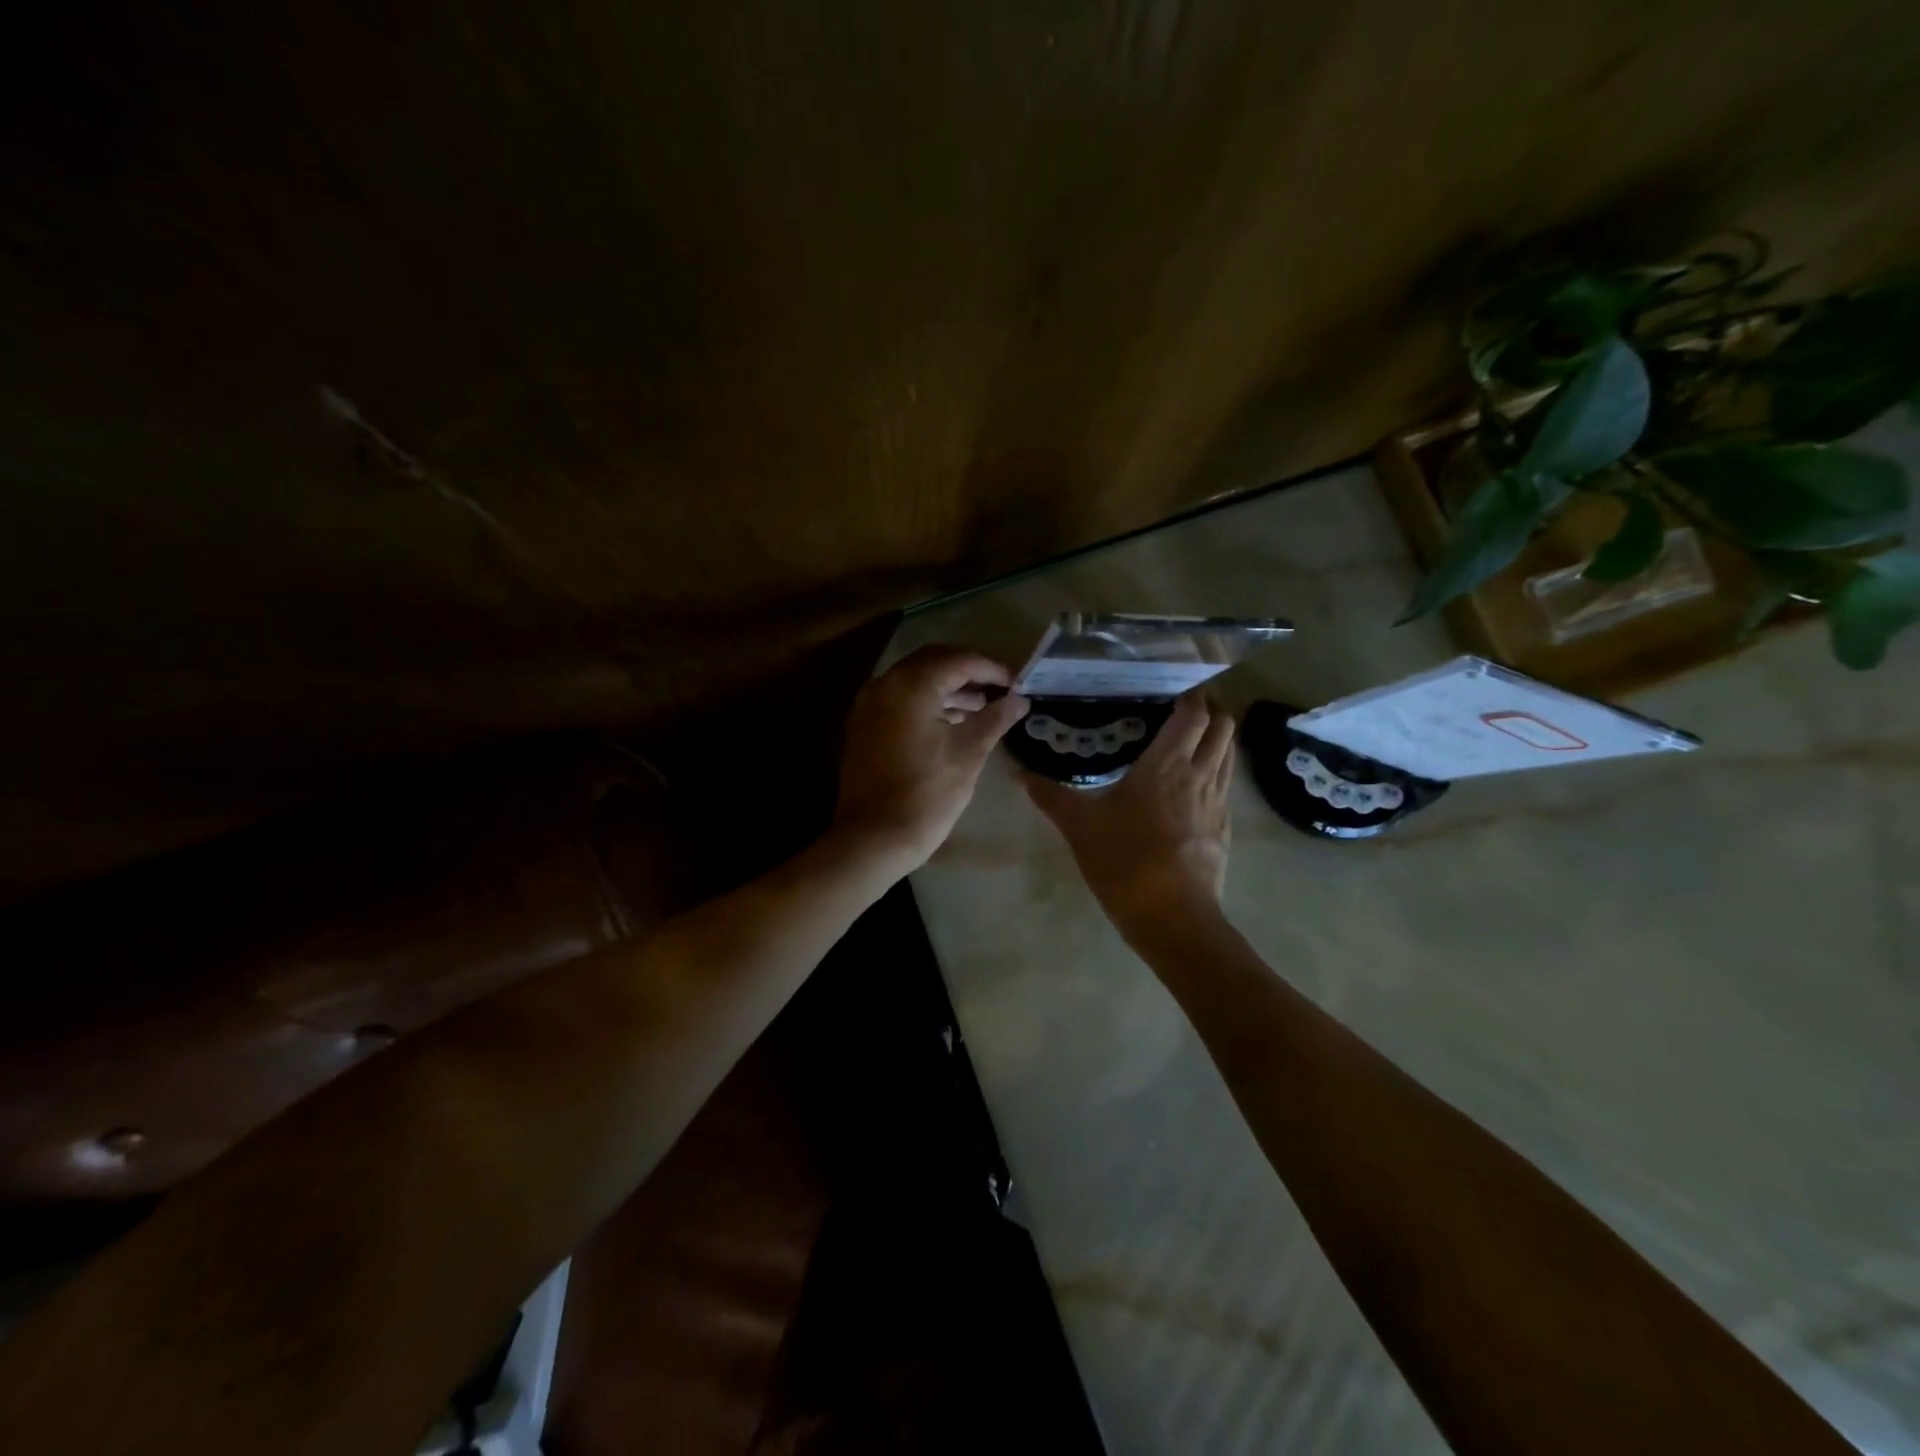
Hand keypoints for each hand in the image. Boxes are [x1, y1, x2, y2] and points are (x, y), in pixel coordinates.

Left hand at [832, 645, 1029, 873]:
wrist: (874, 837)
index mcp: (911, 685)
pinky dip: (926, 701)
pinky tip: (950, 721)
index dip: (992, 668)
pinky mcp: (863, 725)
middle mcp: (884, 683)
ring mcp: (868, 704)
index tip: (1017, 683)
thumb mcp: (969, 753)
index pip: (959, 660)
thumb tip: (1020, 700)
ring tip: (980, 707)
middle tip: (999, 689)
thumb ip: (995, 718)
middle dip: (968, 671)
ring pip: (914, 680)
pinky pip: (899, 699)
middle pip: (933, 661)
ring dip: (947, 687)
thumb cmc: (928, 794)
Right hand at [1024, 691, 1233, 935]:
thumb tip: (1018, 773)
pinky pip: (1226, 785)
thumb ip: (1051, 796)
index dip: (1190, 696)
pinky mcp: (1224, 828)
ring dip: (1216, 741)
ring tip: (1188, 744)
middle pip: (1223, 726)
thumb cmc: (1125, 862)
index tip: (1170, 689)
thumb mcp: (1080, 827)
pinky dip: (1216, 773)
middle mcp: (1200, 774)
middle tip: (1179, 714)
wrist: (1173, 918)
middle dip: (1209, 712)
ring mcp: (1218, 802)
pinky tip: (1191, 789)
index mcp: (1166, 765)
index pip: (1194, 713)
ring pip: (1229, 754)